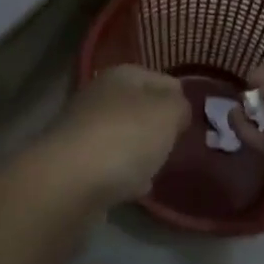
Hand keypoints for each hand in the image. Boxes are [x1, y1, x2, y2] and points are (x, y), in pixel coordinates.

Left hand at [38, 65, 187, 206]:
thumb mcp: (167, 113)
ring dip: (141, 151)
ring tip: (160, 167)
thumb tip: (177, 109)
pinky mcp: (76, 164)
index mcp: (122, 75)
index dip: (180, 99)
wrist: (69, 182)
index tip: (193, 123)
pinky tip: (137, 189)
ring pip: (125, 136)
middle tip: (178, 147)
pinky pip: (110, 166)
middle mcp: (100, 96)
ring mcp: (85, 130)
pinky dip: (124, 175)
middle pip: (140, 108)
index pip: (163, 79)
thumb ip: (180, 106)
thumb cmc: (125, 137)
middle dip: (159, 127)